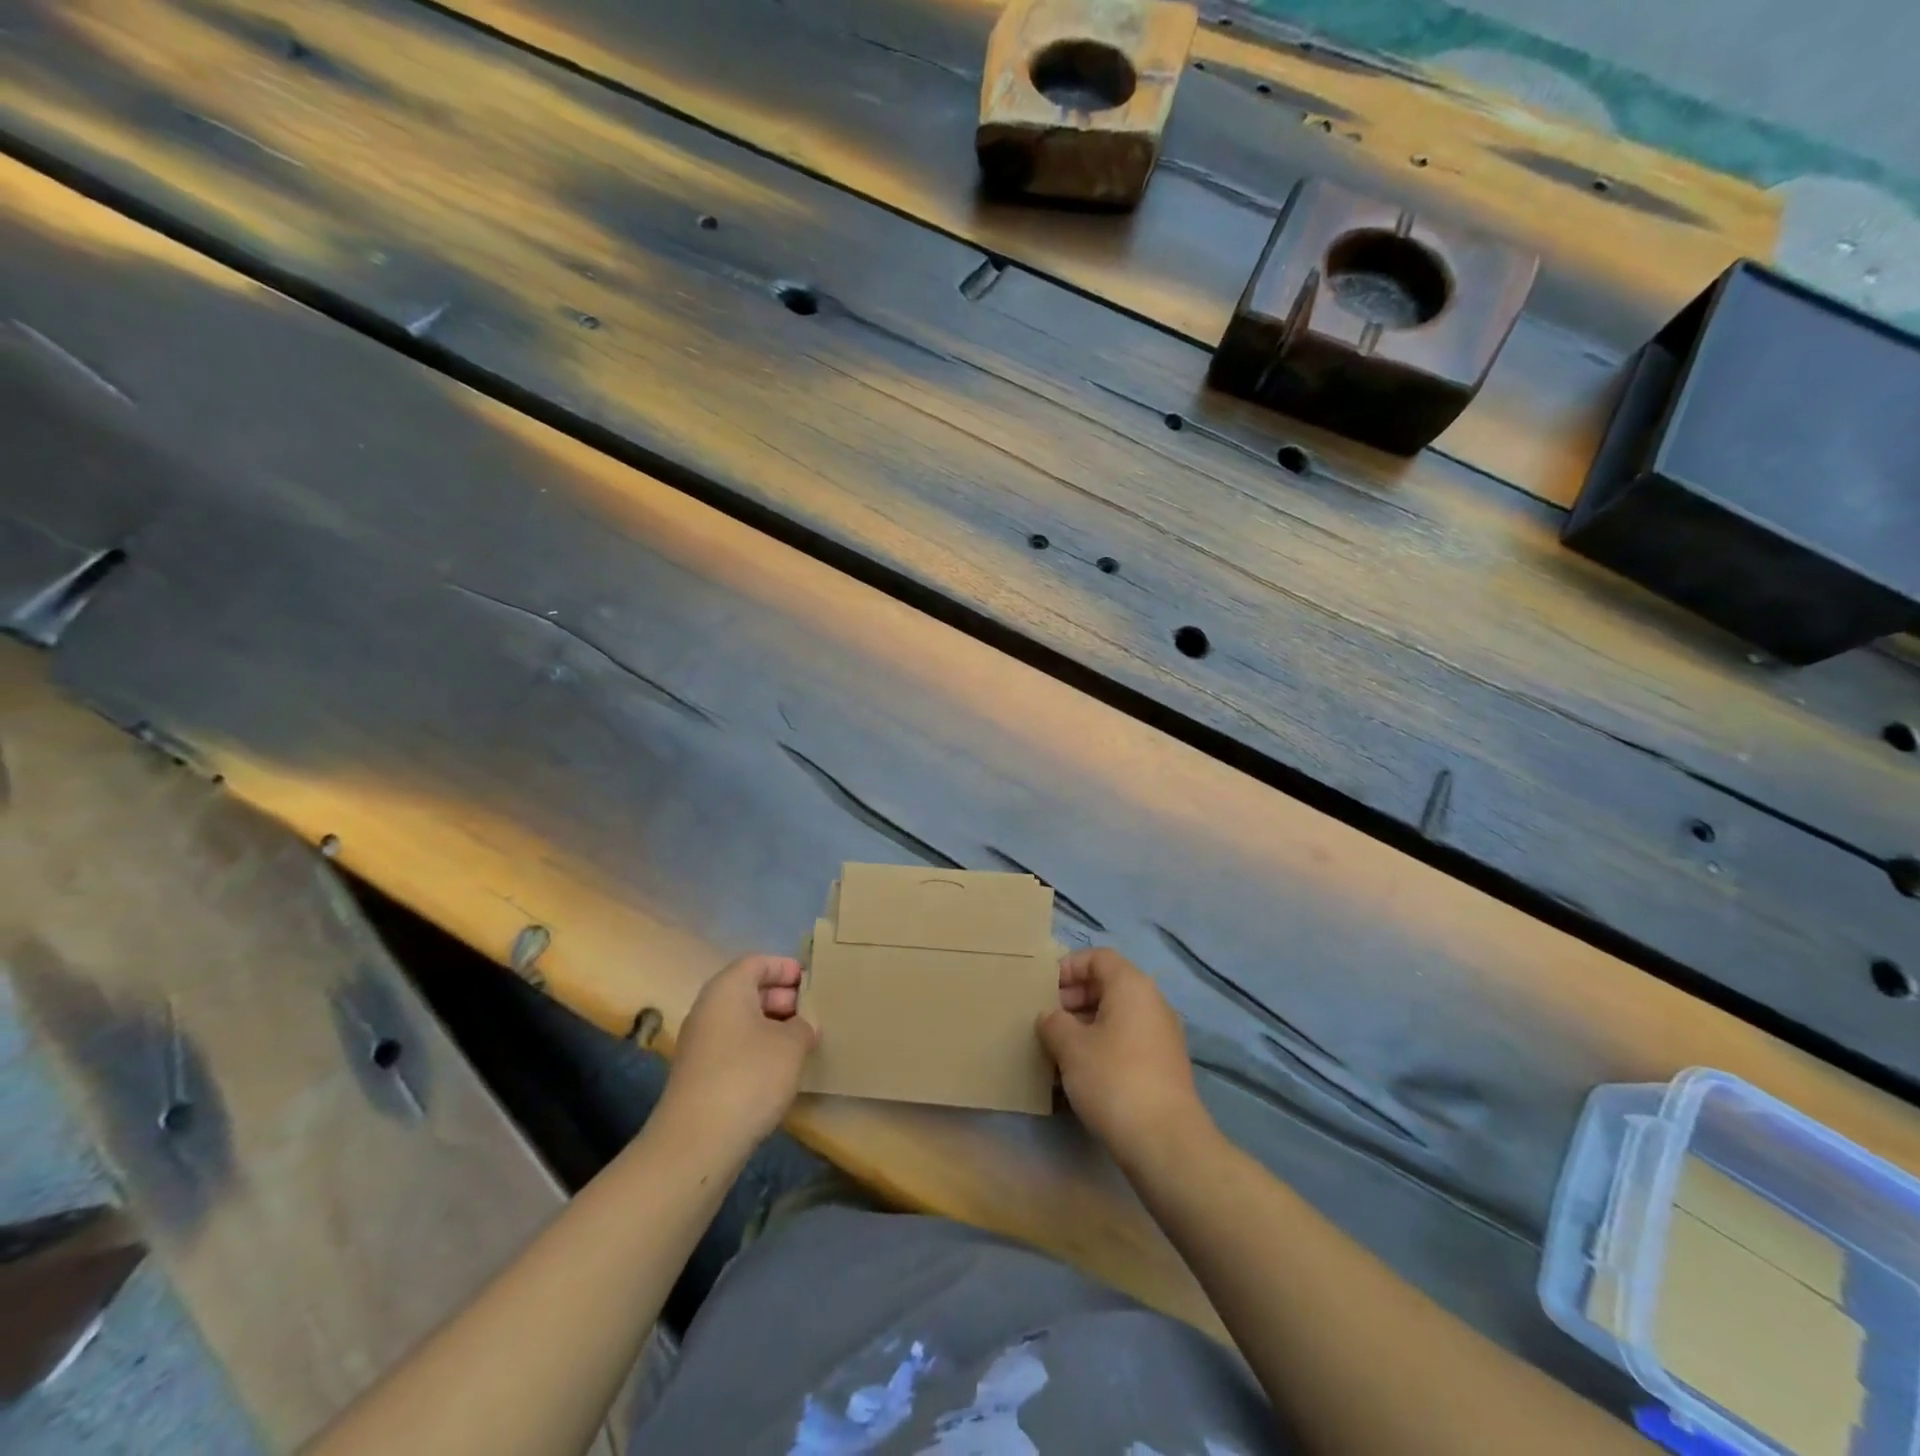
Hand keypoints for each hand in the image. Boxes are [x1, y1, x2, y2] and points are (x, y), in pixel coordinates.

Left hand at [658, 955, 817, 1149]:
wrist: (697, 1142)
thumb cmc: (749, 1076)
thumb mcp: (792, 1044)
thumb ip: (803, 1026)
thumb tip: (802, 1027)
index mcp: (727, 988)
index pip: (758, 962)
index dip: (786, 968)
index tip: (812, 982)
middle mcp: (708, 1008)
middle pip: (748, 989)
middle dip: (782, 997)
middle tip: (812, 1012)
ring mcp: (700, 1043)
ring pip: (741, 1020)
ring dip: (771, 1025)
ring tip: (802, 1041)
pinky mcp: (699, 1074)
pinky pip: (733, 1045)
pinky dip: (757, 1048)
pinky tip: (779, 1068)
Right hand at [1038, 948, 1208, 1164]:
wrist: (1166, 1142)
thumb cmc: (1113, 1079)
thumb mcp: (1071, 1047)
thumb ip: (1053, 1022)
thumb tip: (1051, 1017)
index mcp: (1132, 986)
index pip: (1098, 957)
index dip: (1068, 967)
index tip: (1044, 991)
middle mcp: (1152, 1002)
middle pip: (1108, 985)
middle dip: (1073, 998)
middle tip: (1047, 1021)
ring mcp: (1162, 1035)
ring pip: (1116, 1016)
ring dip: (1085, 1026)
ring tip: (1058, 1050)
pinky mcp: (1163, 1066)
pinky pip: (1126, 1041)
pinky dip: (1102, 1046)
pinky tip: (1081, 1074)